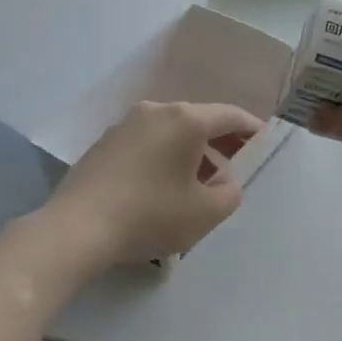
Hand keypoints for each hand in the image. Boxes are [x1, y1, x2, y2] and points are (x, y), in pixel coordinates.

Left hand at [47, 101, 262, 267]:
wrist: (78, 228)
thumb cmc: (151, 216)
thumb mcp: (207, 212)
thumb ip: (230, 192)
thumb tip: (224, 180)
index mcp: (185, 120)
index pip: (229, 115)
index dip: (251, 128)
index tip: (263, 141)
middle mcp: (155, 112)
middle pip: (198, 121)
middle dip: (220, 142)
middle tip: (235, 165)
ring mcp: (125, 126)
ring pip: (170, 133)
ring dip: (191, 152)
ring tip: (199, 183)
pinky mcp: (104, 144)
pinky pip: (147, 144)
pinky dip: (164, 157)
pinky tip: (163, 186)